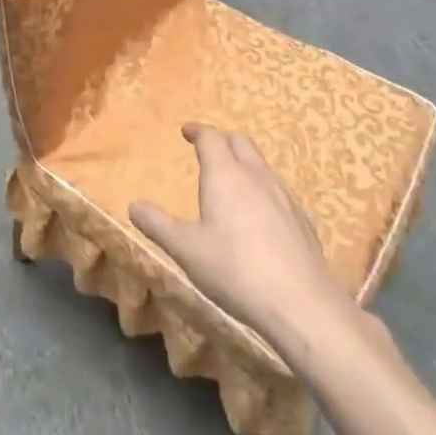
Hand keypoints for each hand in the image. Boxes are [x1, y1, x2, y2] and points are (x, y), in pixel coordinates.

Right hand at [130, 123, 349, 347]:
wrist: (302, 303)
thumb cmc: (235, 270)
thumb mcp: (186, 249)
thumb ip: (158, 224)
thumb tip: (134, 205)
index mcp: (225, 175)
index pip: (211, 138)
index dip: (198, 131)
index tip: (187, 131)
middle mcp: (256, 176)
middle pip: (240, 142)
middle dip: (222, 140)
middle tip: (207, 149)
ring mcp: (284, 196)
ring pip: (261, 164)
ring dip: (244, 161)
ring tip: (231, 179)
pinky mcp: (302, 219)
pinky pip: (278, 189)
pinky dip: (262, 187)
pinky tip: (259, 213)